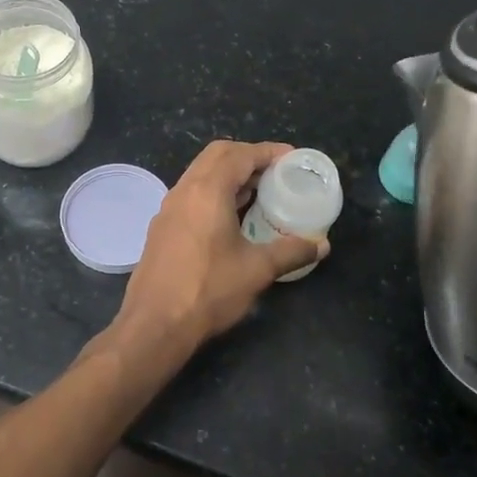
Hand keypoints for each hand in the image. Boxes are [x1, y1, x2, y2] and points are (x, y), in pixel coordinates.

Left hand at [116, 141, 323, 355]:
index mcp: (207, 191)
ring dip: (229, 174)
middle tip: (275, 171)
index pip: (240, 155)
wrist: (155, 324)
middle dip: (248, 156)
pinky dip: (214, 192)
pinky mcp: (162, 227)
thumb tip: (321, 245)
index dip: (268, 151)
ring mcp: (168, 209)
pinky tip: (231, 217)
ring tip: (258, 192)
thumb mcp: (257, 270)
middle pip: (217, 155)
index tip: (292, 158)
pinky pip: (191, 194)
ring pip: (201, 174)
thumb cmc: (208, 291)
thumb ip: (291, 251)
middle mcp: (184, 191)